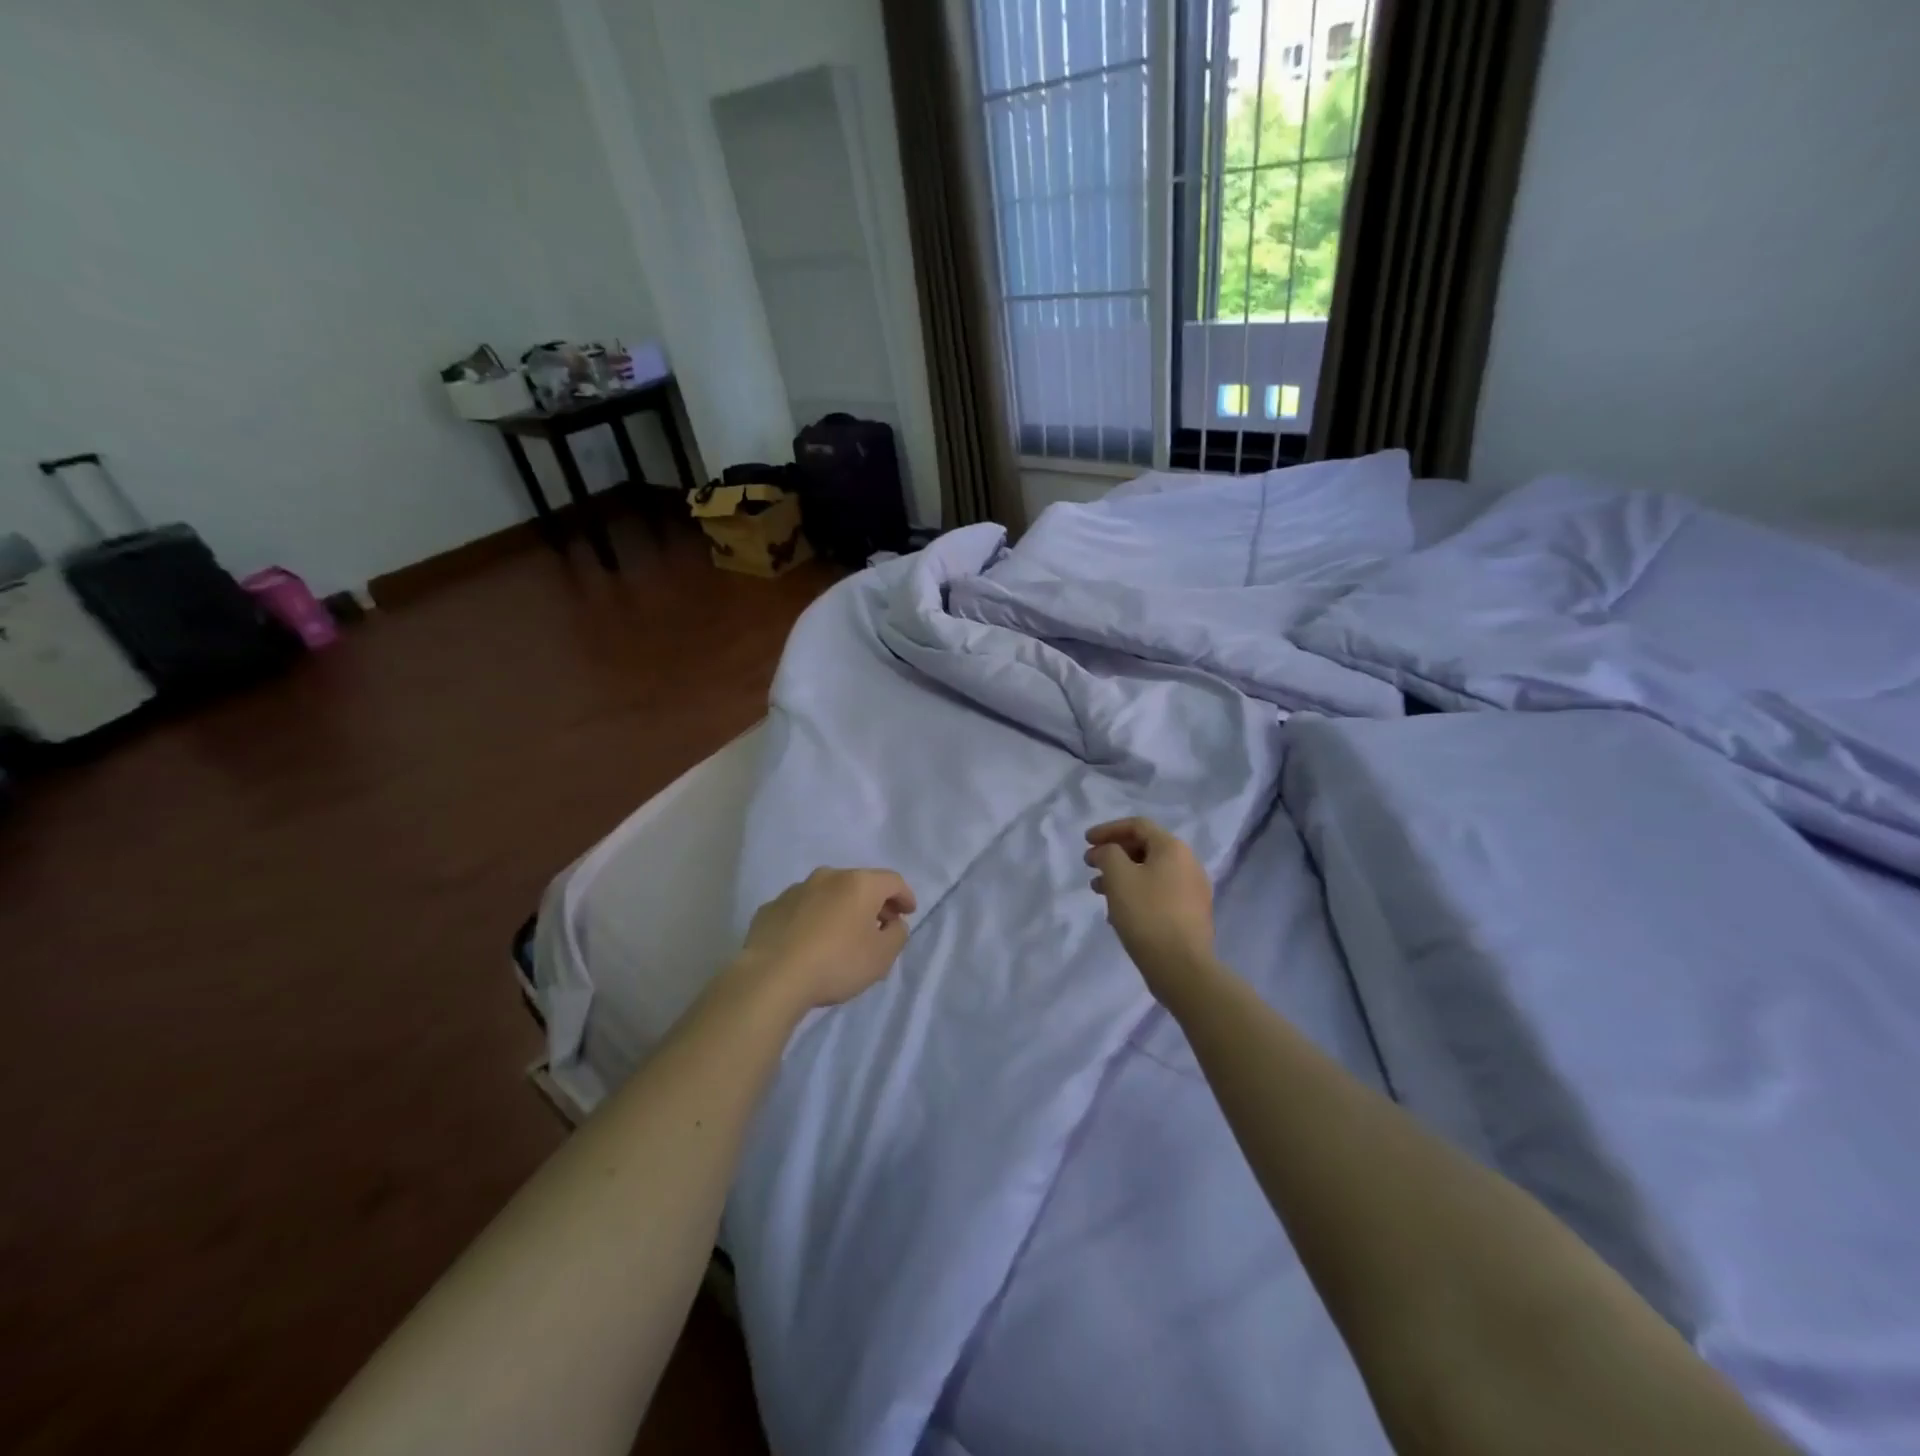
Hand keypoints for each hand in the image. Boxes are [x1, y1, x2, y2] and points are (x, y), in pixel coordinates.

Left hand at [736, 867, 916, 1011]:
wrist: (771, 977)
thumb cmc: (836, 963)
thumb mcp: (882, 957)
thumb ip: (897, 935)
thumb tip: (893, 923)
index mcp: (859, 884)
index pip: (892, 881)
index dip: (905, 896)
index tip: (908, 913)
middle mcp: (828, 877)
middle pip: (859, 884)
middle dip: (873, 902)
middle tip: (880, 925)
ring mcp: (795, 890)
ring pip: (828, 894)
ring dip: (840, 909)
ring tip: (842, 935)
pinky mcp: (771, 908)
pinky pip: (801, 909)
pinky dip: (812, 919)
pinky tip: (809, 942)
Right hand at [1085, 818, 1215, 1001]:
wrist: (1181, 967)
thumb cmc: (1147, 914)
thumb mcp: (1118, 877)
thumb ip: (1108, 854)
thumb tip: (1107, 852)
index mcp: (1173, 848)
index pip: (1138, 826)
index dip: (1108, 829)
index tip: (1085, 841)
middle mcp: (1188, 864)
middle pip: (1145, 848)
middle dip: (1114, 854)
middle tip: (1090, 865)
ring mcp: (1193, 891)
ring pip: (1150, 873)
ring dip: (1122, 876)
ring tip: (1098, 891)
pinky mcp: (1190, 915)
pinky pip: (1159, 893)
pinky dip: (1136, 893)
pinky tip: (1118, 912)